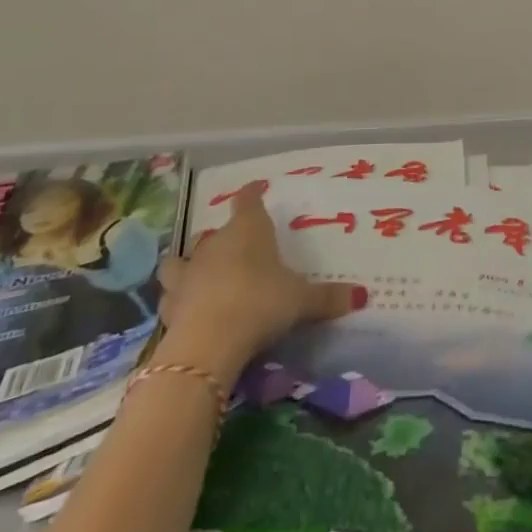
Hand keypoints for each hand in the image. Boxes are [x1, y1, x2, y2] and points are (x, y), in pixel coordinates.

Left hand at [153, 183, 365, 379]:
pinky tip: (184, 309)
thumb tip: (361, 296)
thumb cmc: (260, 303)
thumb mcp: (301, 301)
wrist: (209, 342)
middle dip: (223, 238)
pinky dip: (177, 300)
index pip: (248, 201)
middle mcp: (214, 244)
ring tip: (196, 275)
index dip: (252, 194)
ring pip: (180, 259)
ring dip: (187, 265)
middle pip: (215, 231)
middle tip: (237, 249)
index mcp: (248, 230)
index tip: (256, 188)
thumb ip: (327, 298)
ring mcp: (188, 273)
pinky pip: (171, 296)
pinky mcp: (170, 305)